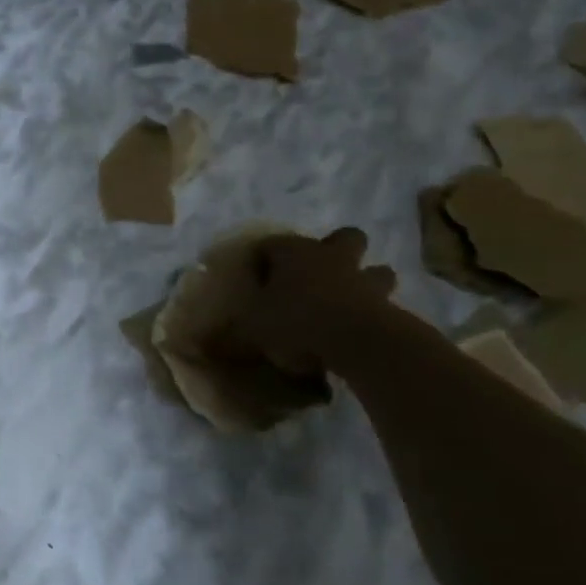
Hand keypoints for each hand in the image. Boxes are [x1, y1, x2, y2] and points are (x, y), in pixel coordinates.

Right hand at [208, 228, 396, 376]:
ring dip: (365, 281)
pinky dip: (374, 315)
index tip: (255, 278)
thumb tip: (196, 345)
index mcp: (293, 253)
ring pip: (375, 270)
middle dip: (336, 250)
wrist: (359, 343)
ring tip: (349, 303)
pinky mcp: (390, 307)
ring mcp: (364, 281)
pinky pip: (384, 305)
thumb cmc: (295, 322)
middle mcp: (331, 258)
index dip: (262, 258)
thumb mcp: (247, 331)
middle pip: (344, 238)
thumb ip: (225, 336)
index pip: (271, 244)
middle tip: (319, 275)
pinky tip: (359, 333)